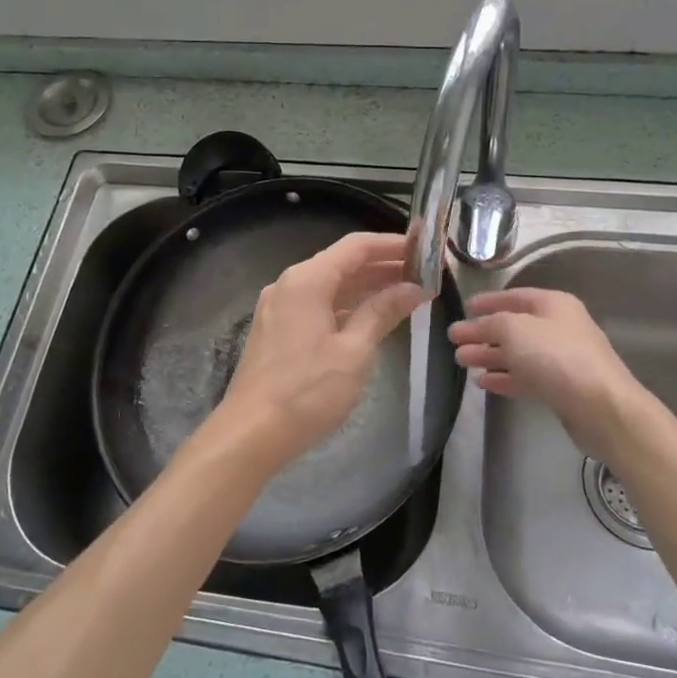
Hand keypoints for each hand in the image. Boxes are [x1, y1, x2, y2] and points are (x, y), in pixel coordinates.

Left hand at [201, 232, 425, 477]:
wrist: (251, 433)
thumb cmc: (307, 391)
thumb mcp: (354, 351)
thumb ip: (382, 312)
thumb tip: (413, 288)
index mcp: (307, 280)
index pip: (356, 246)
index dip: (393, 244)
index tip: (426, 249)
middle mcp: (289, 284)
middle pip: (343, 263)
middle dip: (384, 266)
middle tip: (425, 275)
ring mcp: (280, 307)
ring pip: (330, 285)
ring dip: (367, 287)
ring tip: (407, 294)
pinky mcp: (277, 330)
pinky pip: (318, 304)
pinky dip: (347, 306)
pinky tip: (371, 317)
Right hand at [448, 288, 653, 463]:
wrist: (600, 406)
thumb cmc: (555, 356)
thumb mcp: (514, 329)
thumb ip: (488, 324)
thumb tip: (470, 326)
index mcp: (553, 304)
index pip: (514, 296)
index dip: (488, 301)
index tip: (464, 308)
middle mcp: (559, 327)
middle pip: (513, 327)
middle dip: (482, 333)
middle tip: (454, 341)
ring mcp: (561, 359)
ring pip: (518, 353)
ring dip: (489, 356)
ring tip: (461, 361)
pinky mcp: (561, 387)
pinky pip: (526, 376)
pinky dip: (504, 377)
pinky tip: (483, 382)